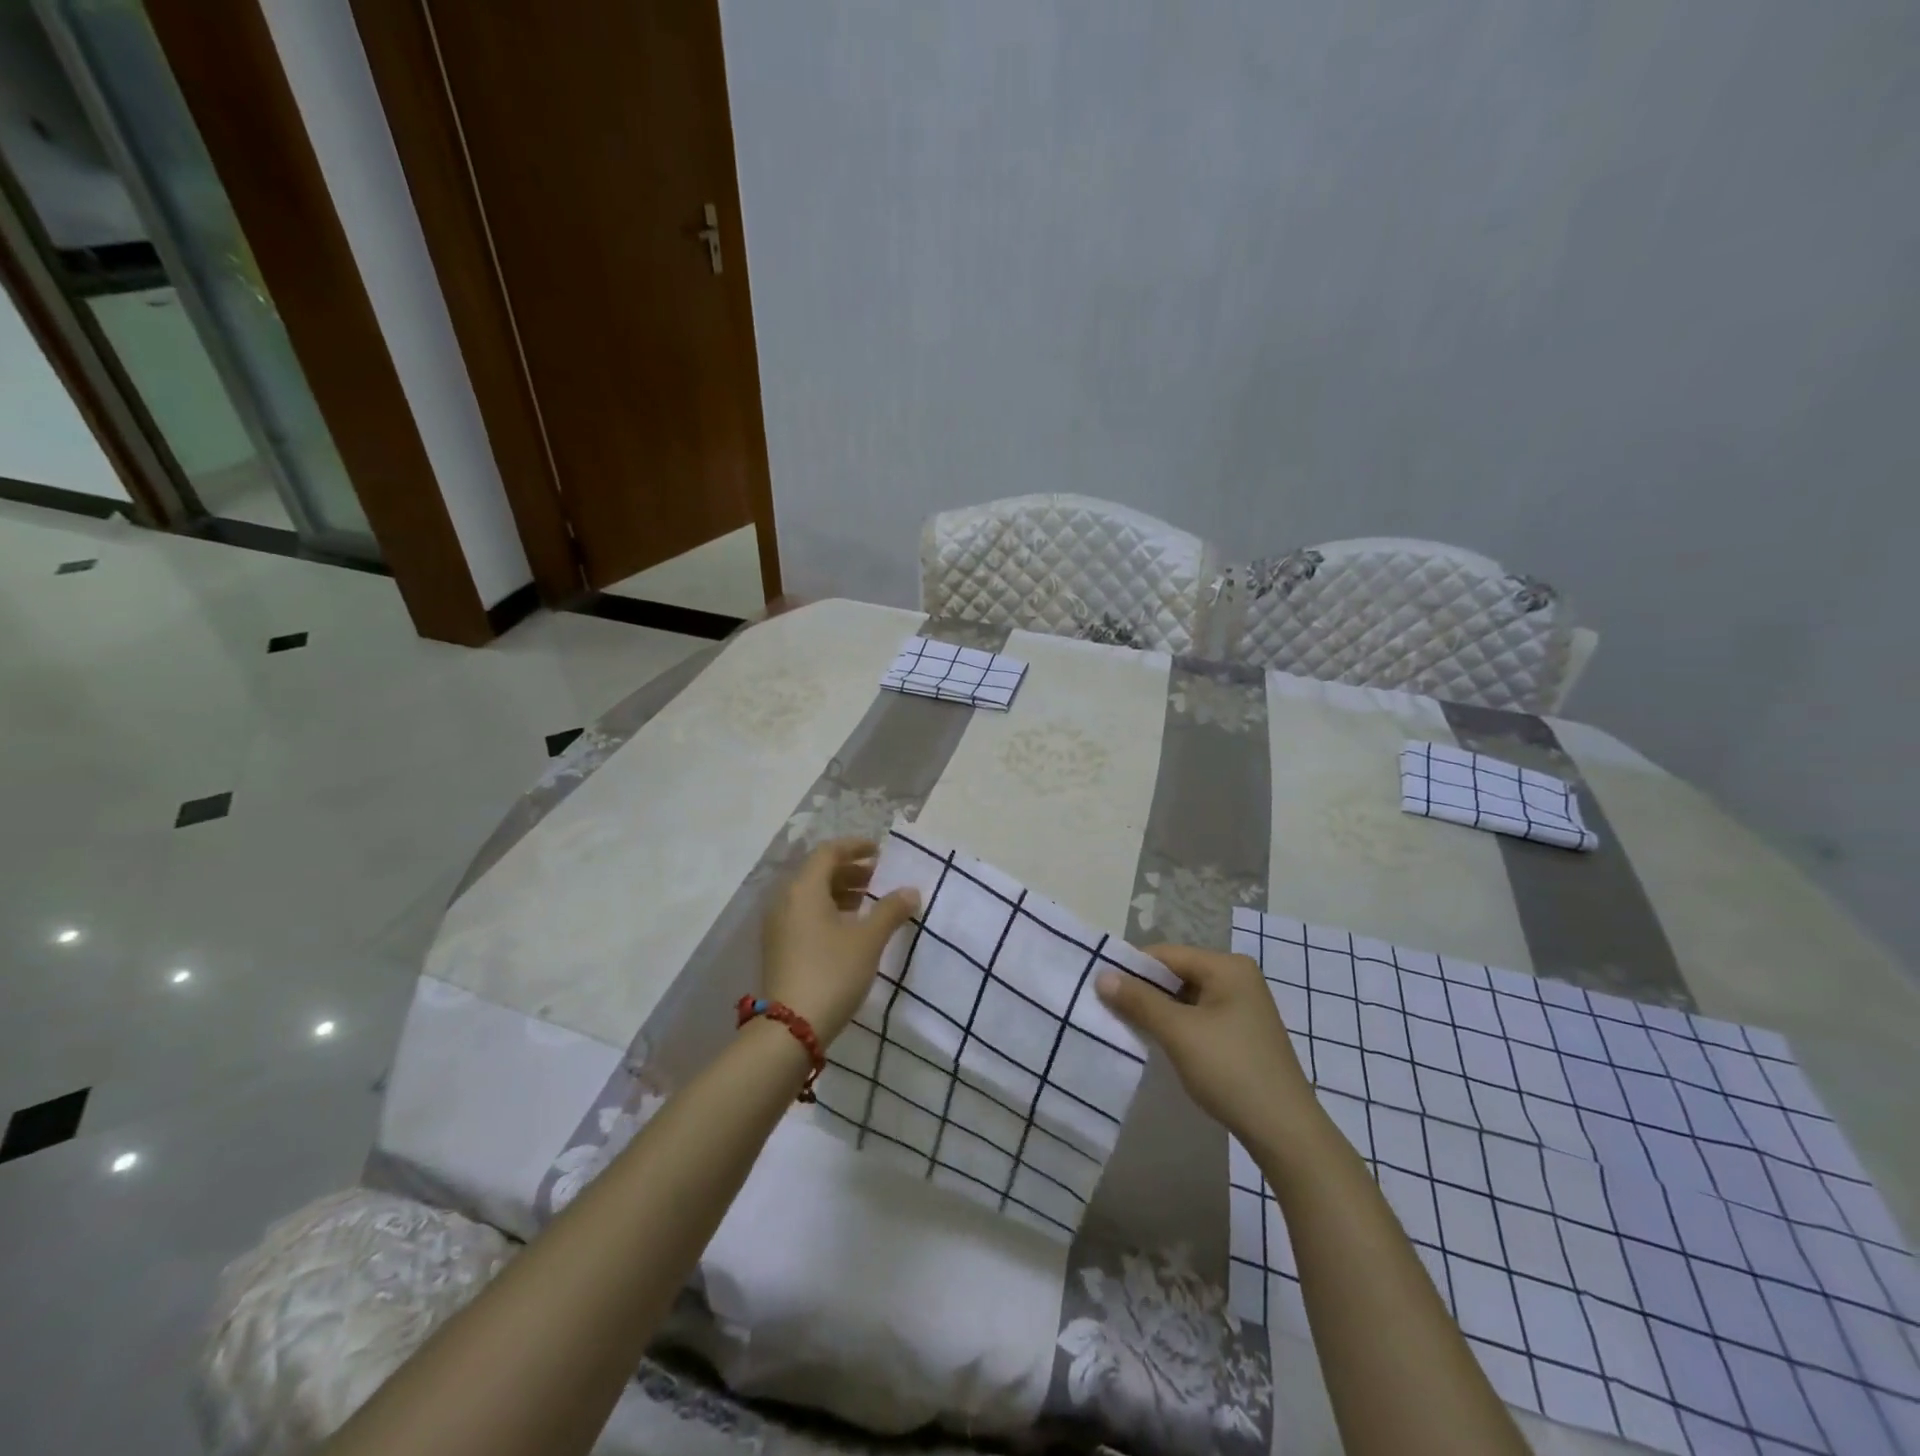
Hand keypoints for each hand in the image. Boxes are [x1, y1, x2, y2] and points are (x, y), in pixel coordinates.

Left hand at [762, 838, 919, 1041]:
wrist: (790, 1028)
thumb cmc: (832, 972)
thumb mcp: (868, 940)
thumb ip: (890, 910)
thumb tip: (910, 890)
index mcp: (804, 888)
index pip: (829, 852)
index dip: (855, 847)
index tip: (880, 851)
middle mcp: (786, 900)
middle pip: (819, 873)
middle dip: (851, 872)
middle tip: (880, 878)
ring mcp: (778, 925)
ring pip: (811, 896)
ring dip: (841, 892)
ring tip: (870, 903)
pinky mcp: (778, 947)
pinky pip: (805, 915)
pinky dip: (828, 911)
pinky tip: (850, 929)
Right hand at [1095, 944, 1316, 1141]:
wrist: (1285, 1132)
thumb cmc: (1231, 1071)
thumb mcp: (1178, 1032)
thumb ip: (1138, 1000)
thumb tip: (1101, 975)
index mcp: (1227, 967)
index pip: (1166, 954)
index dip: (1131, 969)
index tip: (1100, 988)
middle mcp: (1237, 978)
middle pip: (1176, 974)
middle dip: (1144, 991)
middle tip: (1108, 1009)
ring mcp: (1243, 1006)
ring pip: (1186, 998)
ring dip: (1158, 1011)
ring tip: (1127, 1026)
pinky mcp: (1242, 1033)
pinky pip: (1199, 1017)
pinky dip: (1177, 1026)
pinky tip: (1159, 1043)